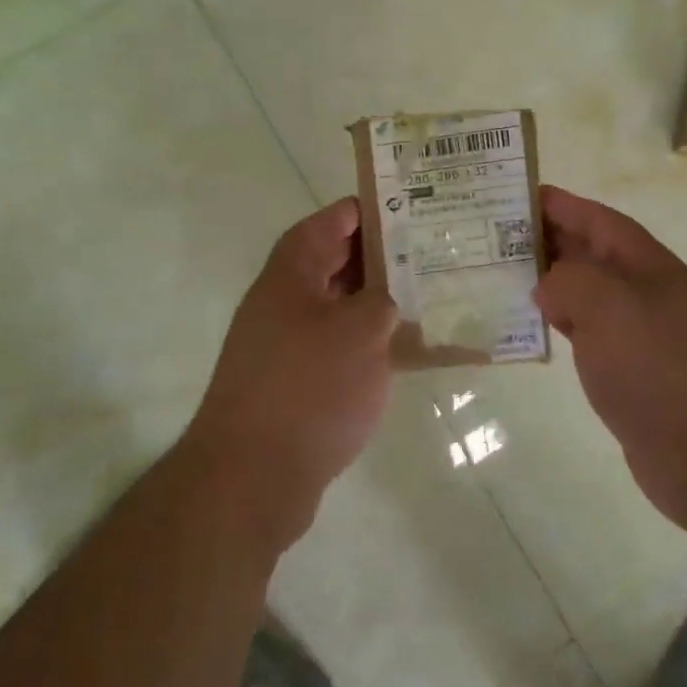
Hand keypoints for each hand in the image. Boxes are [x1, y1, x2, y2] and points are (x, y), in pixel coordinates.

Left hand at [183, 198, 398, 548]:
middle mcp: (285, 299)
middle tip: (435, 254)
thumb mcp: (361, 332)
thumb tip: (390, 298)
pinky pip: (338, 346)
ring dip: (379, 301)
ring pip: (341, 306)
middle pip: (337, 261)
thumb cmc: (309, 388)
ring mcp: (286, 343)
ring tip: (430, 297)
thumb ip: (384, 301)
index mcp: (293, 271)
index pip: (334, 221)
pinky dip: (369, 342)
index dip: (373, 210)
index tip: (417, 210)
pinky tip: (408, 352)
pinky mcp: (295, 382)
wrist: (252, 477)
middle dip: (384, 256)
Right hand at [534, 186, 686, 529]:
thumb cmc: (657, 365)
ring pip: (584, 291)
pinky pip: (584, 330)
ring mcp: (637, 331)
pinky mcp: (627, 368)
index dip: (560, 204)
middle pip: (590, 252)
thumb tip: (547, 286)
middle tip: (494, 234)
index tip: (517, 194)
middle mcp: (644, 290)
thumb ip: (567, 280)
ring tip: (501, 273)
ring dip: (548, 280)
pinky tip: (530, 324)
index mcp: (647, 264)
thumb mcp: (606, 305)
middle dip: (547, 238)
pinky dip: (557, 320)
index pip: (598, 219)